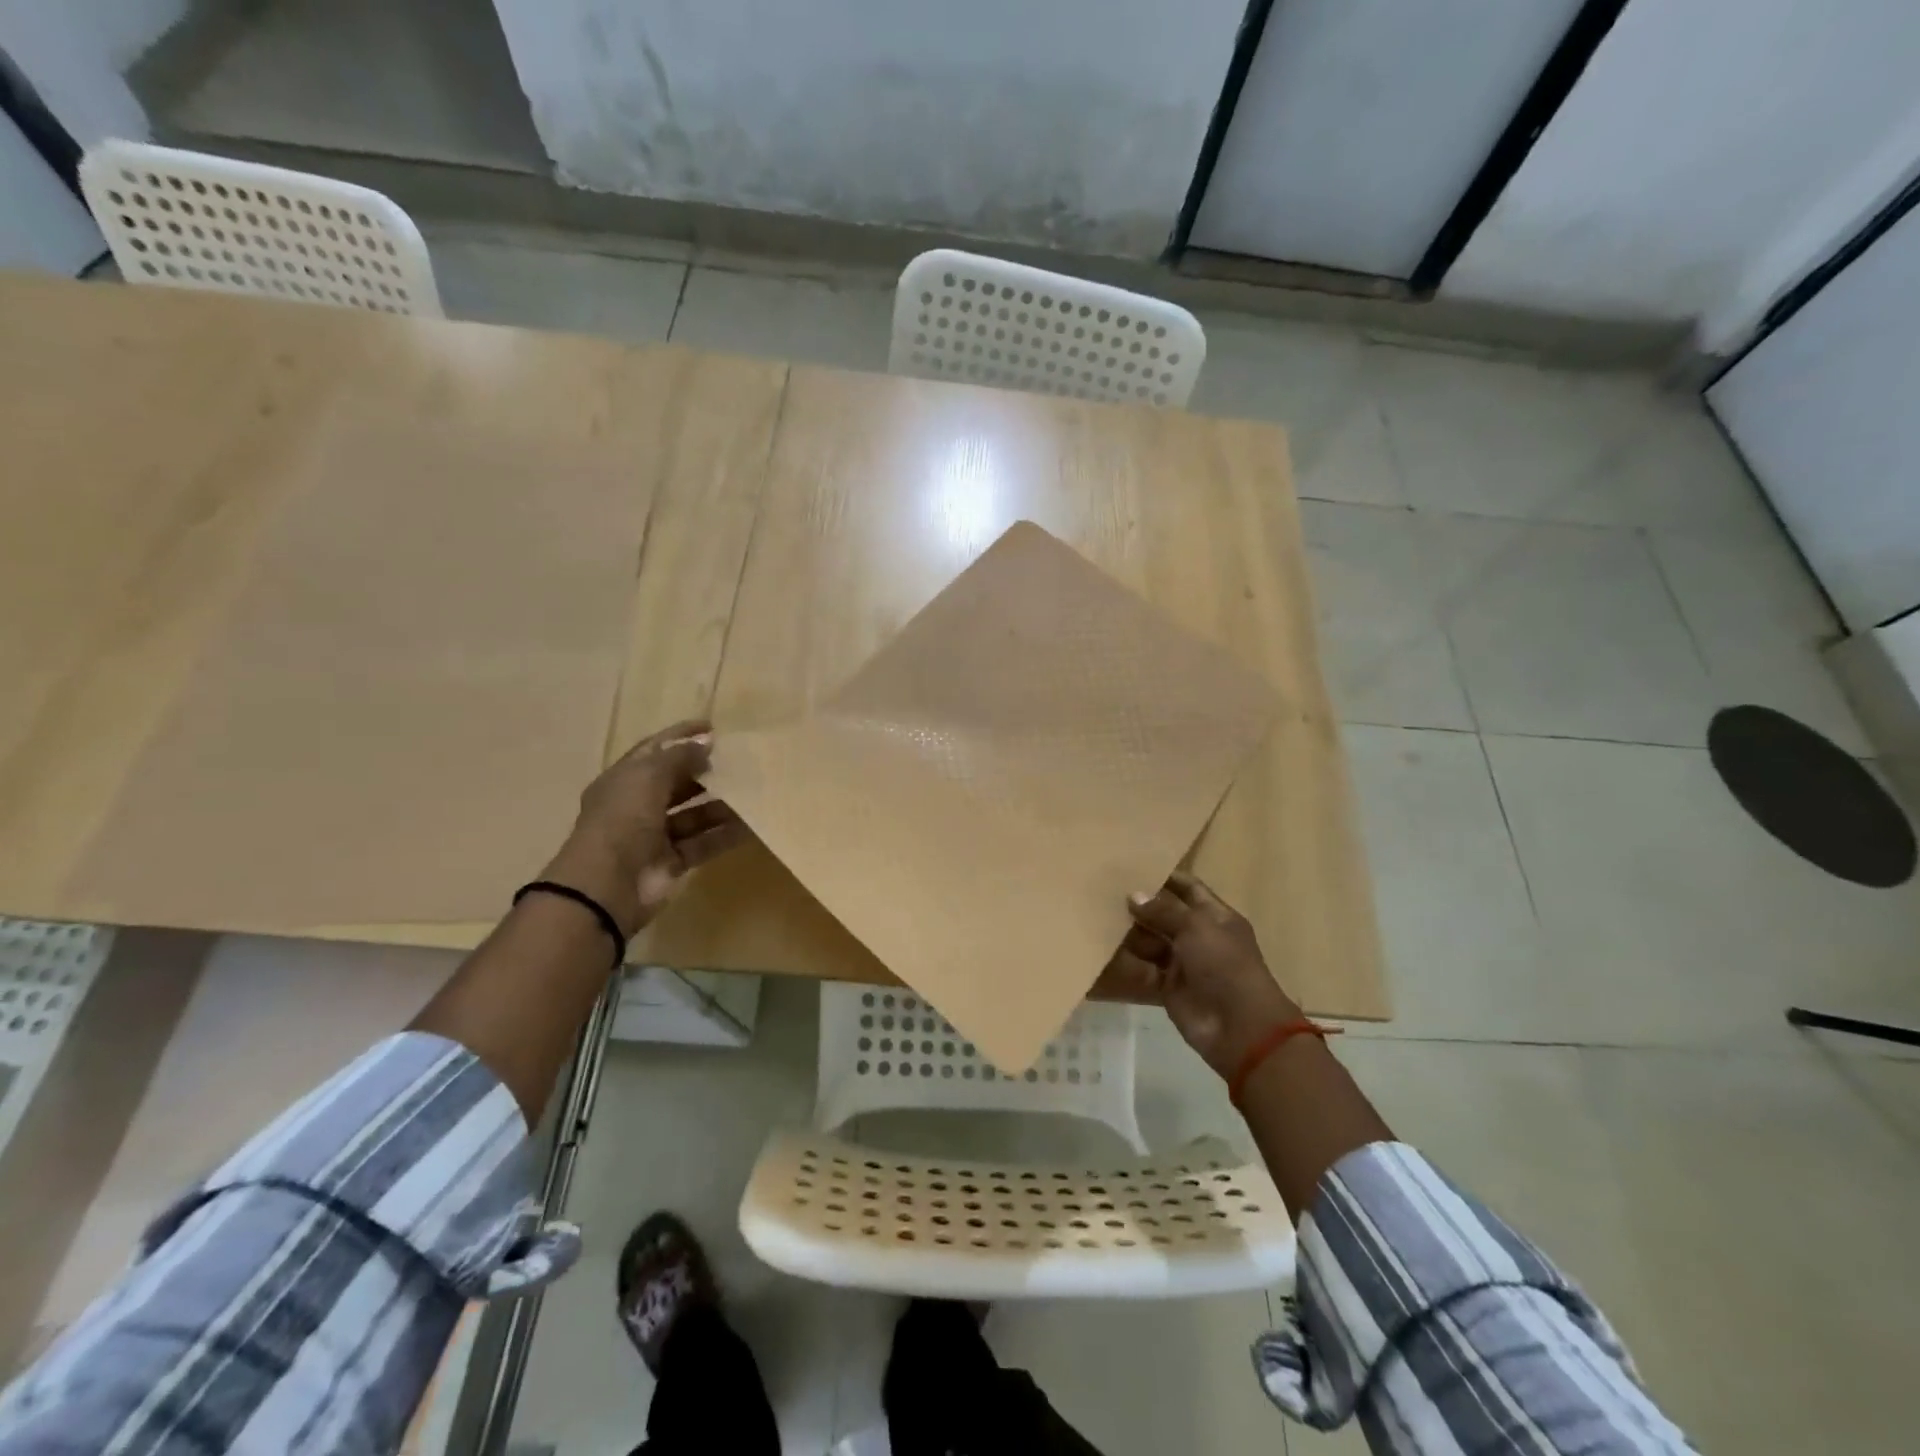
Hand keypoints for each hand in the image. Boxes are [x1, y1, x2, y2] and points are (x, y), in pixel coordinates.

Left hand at [542, 718, 747, 934]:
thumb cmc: (623, 819)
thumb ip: (679, 756)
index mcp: (624, 780)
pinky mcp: (672, 861)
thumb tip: (706, 742)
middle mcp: (638, 805)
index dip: (681, 736)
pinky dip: (726, 835)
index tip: (714, 727)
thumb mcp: (648, 776)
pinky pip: (704, 843)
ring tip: (753, 792)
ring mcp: (655, 835)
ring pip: (694, 814)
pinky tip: (752, 825)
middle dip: (705, 772)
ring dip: (721, 805)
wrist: (608, 885)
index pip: (655, 750)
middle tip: (740, 763)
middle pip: (677, 782)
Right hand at [1096, 872, 1303, 1079]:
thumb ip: (1163, 910)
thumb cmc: (1224, 965)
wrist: (1239, 1027)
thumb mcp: (1197, 928)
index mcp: (1215, 916)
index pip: (1188, 888)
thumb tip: (1134, 894)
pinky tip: (1102, 949)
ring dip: (1130, 932)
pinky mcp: (1168, 987)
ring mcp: (1183, 962)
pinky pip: (1143, 969)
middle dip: (1140, 904)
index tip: (1133, 865)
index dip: (1165, 876)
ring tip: (1096, 915)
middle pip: (1165, 914)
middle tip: (1104, 890)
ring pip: (1151, 941)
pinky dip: (1127, 962)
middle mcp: (1199, 936)